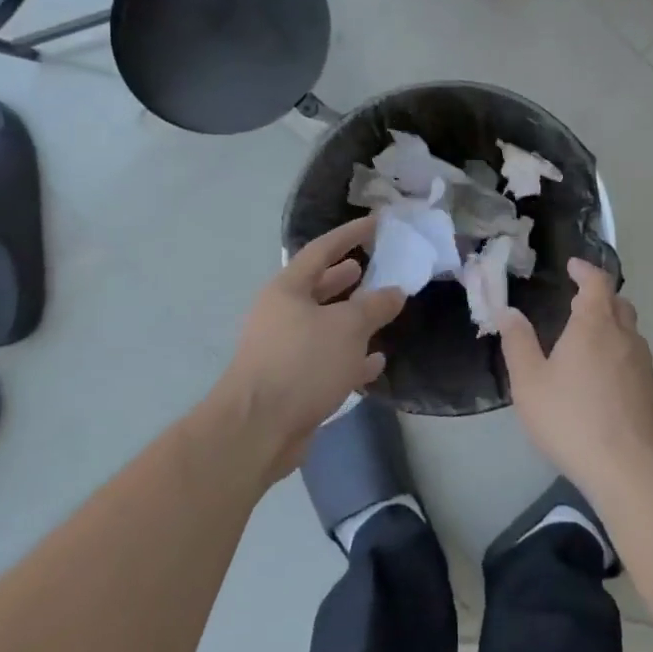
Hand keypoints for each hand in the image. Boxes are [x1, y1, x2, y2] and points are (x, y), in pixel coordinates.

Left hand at [214, 216, 406, 478]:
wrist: (258, 429)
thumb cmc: (302, 363)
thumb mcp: (347, 327)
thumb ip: (375, 306)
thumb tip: (395, 291)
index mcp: (287, 289)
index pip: (322, 249)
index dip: (350, 234)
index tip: (377, 222)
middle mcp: (281, 314)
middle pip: (319, 286)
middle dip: (347, 276)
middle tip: (375, 264)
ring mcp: (283, 349)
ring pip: (323, 324)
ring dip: (351, 317)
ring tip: (381, 308)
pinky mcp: (291, 382)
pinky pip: (325, 360)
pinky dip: (350, 357)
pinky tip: (375, 361)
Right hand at [498, 259, 652, 499]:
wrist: (634, 472)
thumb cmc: (573, 420)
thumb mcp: (530, 383)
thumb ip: (517, 343)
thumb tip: (508, 311)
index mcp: (595, 325)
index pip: (597, 282)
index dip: (585, 270)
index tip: (573, 266)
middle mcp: (625, 338)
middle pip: (618, 304)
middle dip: (599, 296)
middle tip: (577, 301)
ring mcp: (644, 366)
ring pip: (629, 332)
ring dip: (611, 325)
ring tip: (587, 339)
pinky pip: (634, 359)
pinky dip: (618, 353)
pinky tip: (602, 378)